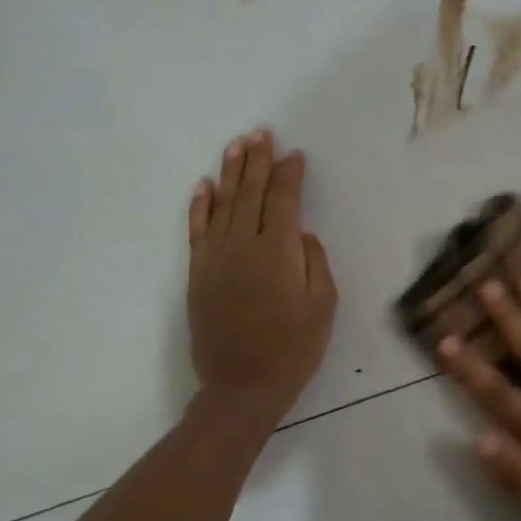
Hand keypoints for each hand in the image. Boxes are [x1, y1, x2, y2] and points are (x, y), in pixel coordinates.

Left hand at [187, 129, 336, 423]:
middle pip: (251, 193)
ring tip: (237, 145)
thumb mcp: (323, 306)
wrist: (242, 387)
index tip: (295, 155)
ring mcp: (216, 258)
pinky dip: (200, 206)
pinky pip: (197, 231)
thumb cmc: (293, 349)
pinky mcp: (198, 274)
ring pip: (223, 204)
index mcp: (279, 251)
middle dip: (258, 161)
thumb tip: (302, 234)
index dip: (289, 175)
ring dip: (230, 173)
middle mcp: (244, 245)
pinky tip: (203, 186)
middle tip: (261, 133)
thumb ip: (315, 262)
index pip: (284, 200)